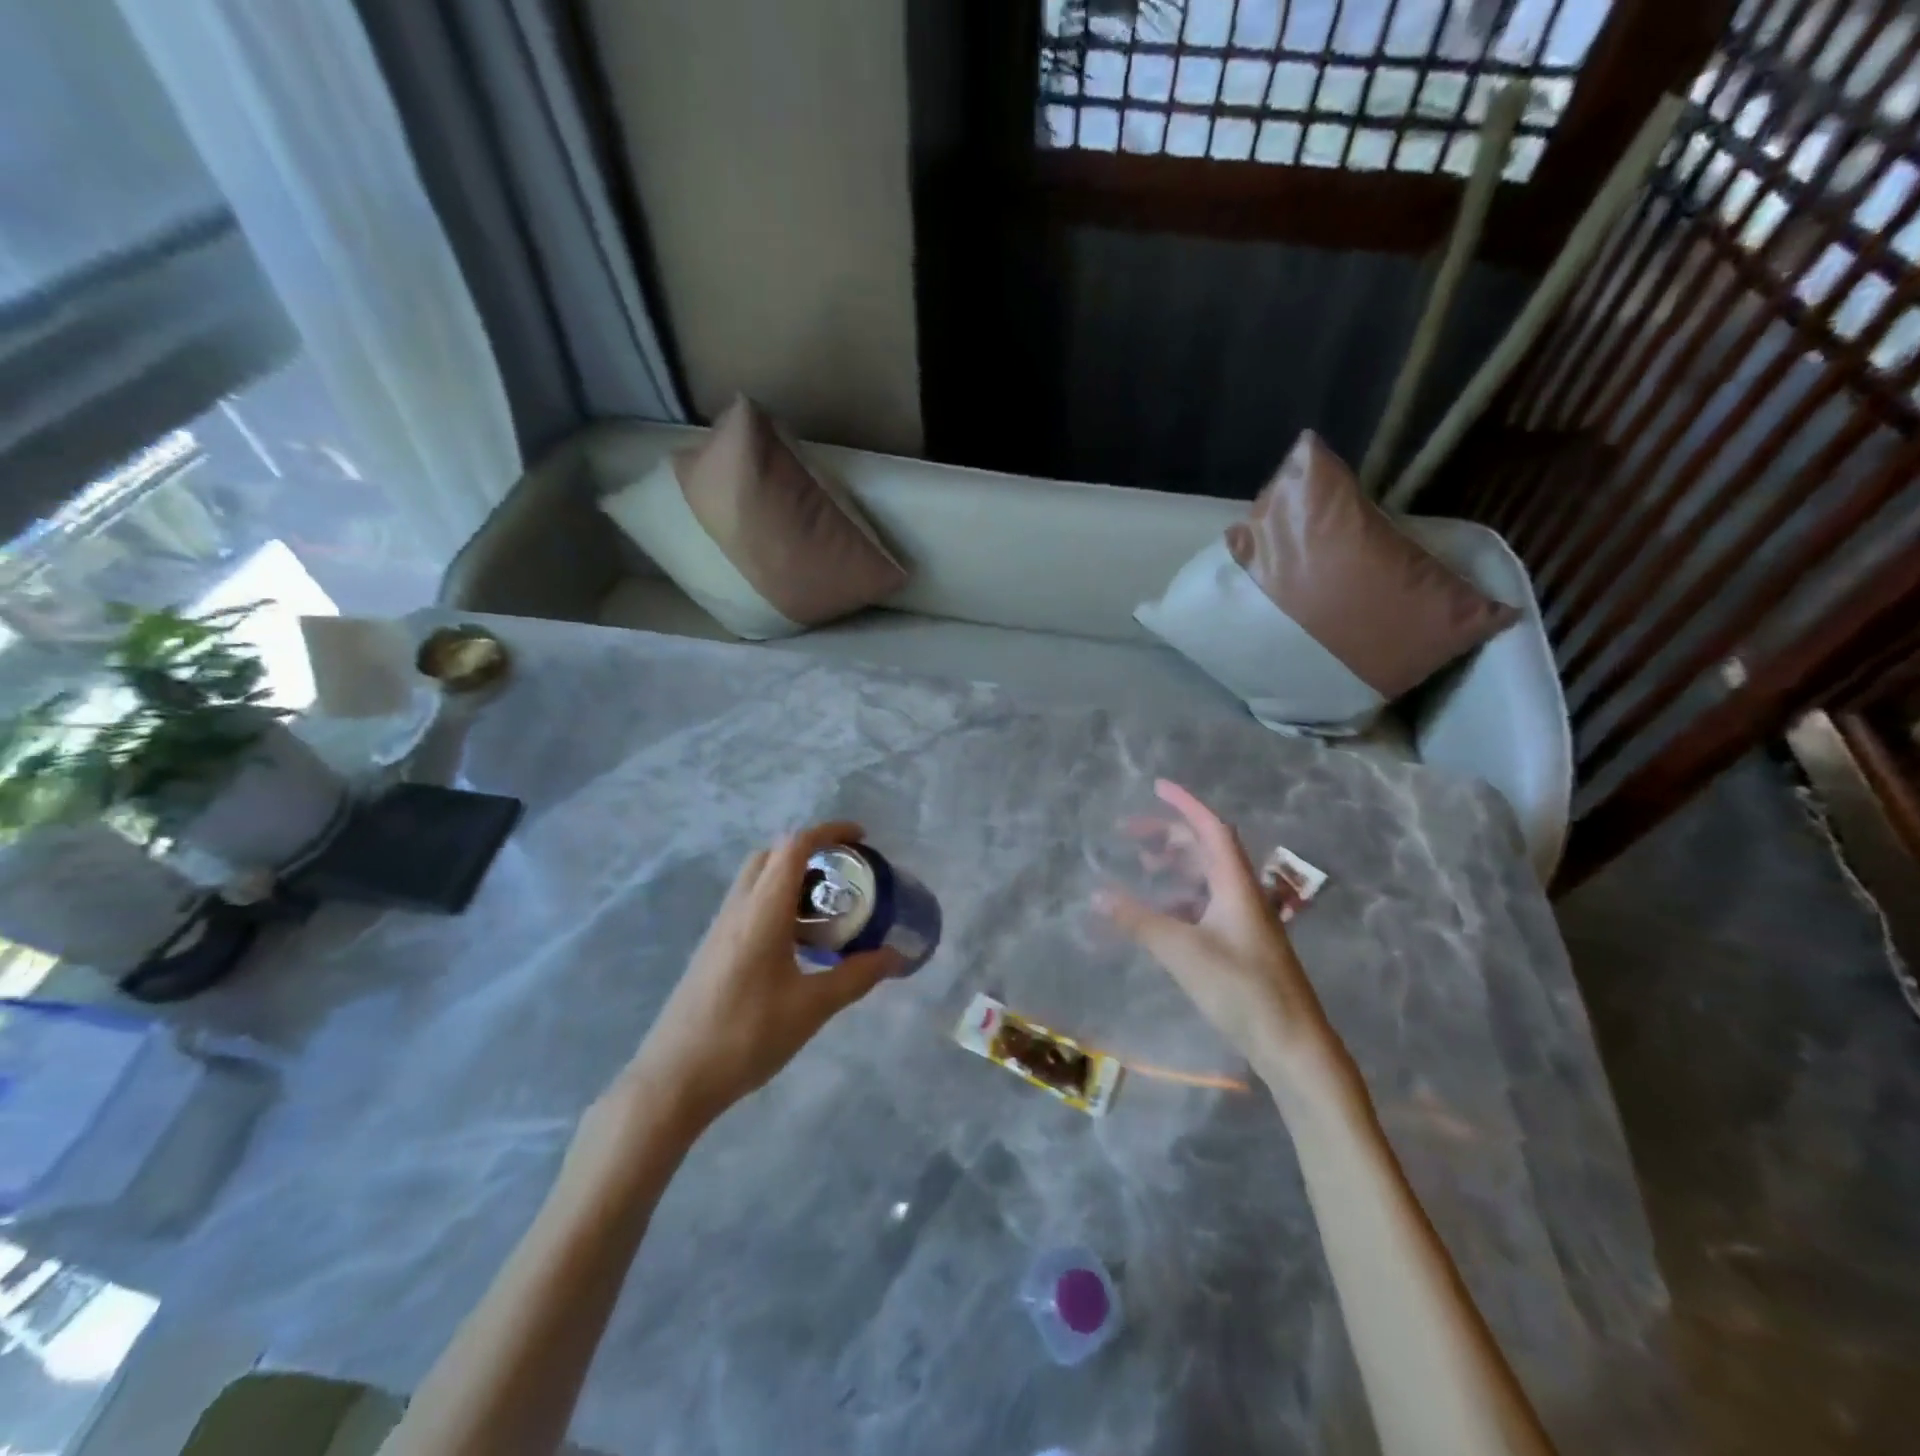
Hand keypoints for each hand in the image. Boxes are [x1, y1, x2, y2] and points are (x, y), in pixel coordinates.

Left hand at [624, 822, 901, 1127]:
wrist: (674, 1078)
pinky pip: (749, 905)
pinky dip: (777, 902)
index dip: (829, 832)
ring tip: (827, 907)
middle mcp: (738, 908)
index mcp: (762, 910)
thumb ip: (856, 976)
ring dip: (792, 877)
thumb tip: (895, 956)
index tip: (862, 838)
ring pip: (757, 879)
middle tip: (844, 874)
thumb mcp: (811, 1007)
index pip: (794, 847)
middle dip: (811, 851)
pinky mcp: (713, 949)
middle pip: (772, 855)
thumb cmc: (746, 1036)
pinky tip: (797, 942)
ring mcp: (720, 928)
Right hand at [1098, 781, 1345, 1088]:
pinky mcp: (1239, 945)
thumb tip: (1095, 894)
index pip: (1211, 828)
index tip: (1156, 786)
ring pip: (1204, 877)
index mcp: (1236, 885)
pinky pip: (1203, 906)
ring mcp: (1242, 921)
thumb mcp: (1183, 951)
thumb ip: (1138, 921)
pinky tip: (1157, 914)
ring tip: (1141, 867)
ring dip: (1173, 866)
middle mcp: (1241, 894)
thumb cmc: (1243, 990)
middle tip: (1128, 833)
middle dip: (1168, 834)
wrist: (1293, 1045)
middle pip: (1205, 849)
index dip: (1184, 803)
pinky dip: (1177, 899)